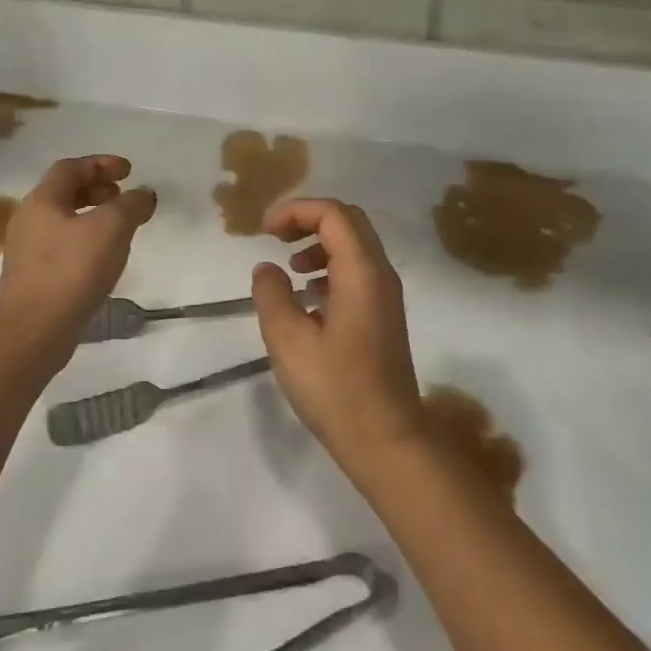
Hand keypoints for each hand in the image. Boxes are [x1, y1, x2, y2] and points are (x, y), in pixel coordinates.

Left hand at [0, 155, 156, 350]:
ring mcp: (28, 251)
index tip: (128, 170)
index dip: (101, 164)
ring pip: (65, 221)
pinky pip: (63, 247)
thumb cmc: (70, 271)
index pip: (70, 168)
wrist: (31, 332)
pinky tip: (104, 259)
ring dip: (93, 217)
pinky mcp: (34, 278)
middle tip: (123, 196)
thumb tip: (143, 194)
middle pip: (64, 193)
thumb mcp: (110, 229)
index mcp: (42, 200)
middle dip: (97, 189)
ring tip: (120, 228)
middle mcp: (30, 220)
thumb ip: (130, 205)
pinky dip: (86, 241)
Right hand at [251, 199, 425, 482]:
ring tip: (290, 269)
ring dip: (320, 244)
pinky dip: (331, 267)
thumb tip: (267, 269)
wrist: (387, 439)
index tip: (264, 231)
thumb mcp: (288, 341)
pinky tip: (309, 298)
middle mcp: (380, 274)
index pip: (332, 214)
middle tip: (275, 238)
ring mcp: (386, 295)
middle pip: (348, 222)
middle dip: (308, 220)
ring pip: (355, 246)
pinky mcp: (384, 315)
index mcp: (361, 273)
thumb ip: (271, 295)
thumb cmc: (336, 389)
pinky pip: (358, 271)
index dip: (295, 211)